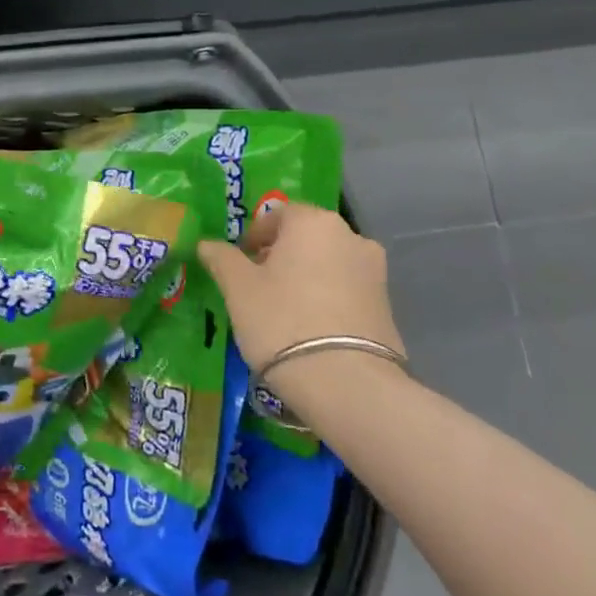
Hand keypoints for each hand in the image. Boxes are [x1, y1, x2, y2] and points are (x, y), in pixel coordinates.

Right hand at [197, 202, 404, 373]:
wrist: (346, 382)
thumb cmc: (282, 320)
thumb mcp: (238, 288)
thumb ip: (221, 258)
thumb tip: (207, 244)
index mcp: (313, 222)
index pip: (279, 214)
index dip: (255, 235)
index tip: (240, 261)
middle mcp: (351, 236)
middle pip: (306, 237)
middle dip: (281, 255)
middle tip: (258, 285)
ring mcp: (375, 271)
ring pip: (328, 263)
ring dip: (306, 276)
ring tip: (284, 309)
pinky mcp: (388, 306)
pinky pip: (347, 290)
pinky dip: (327, 299)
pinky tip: (310, 328)